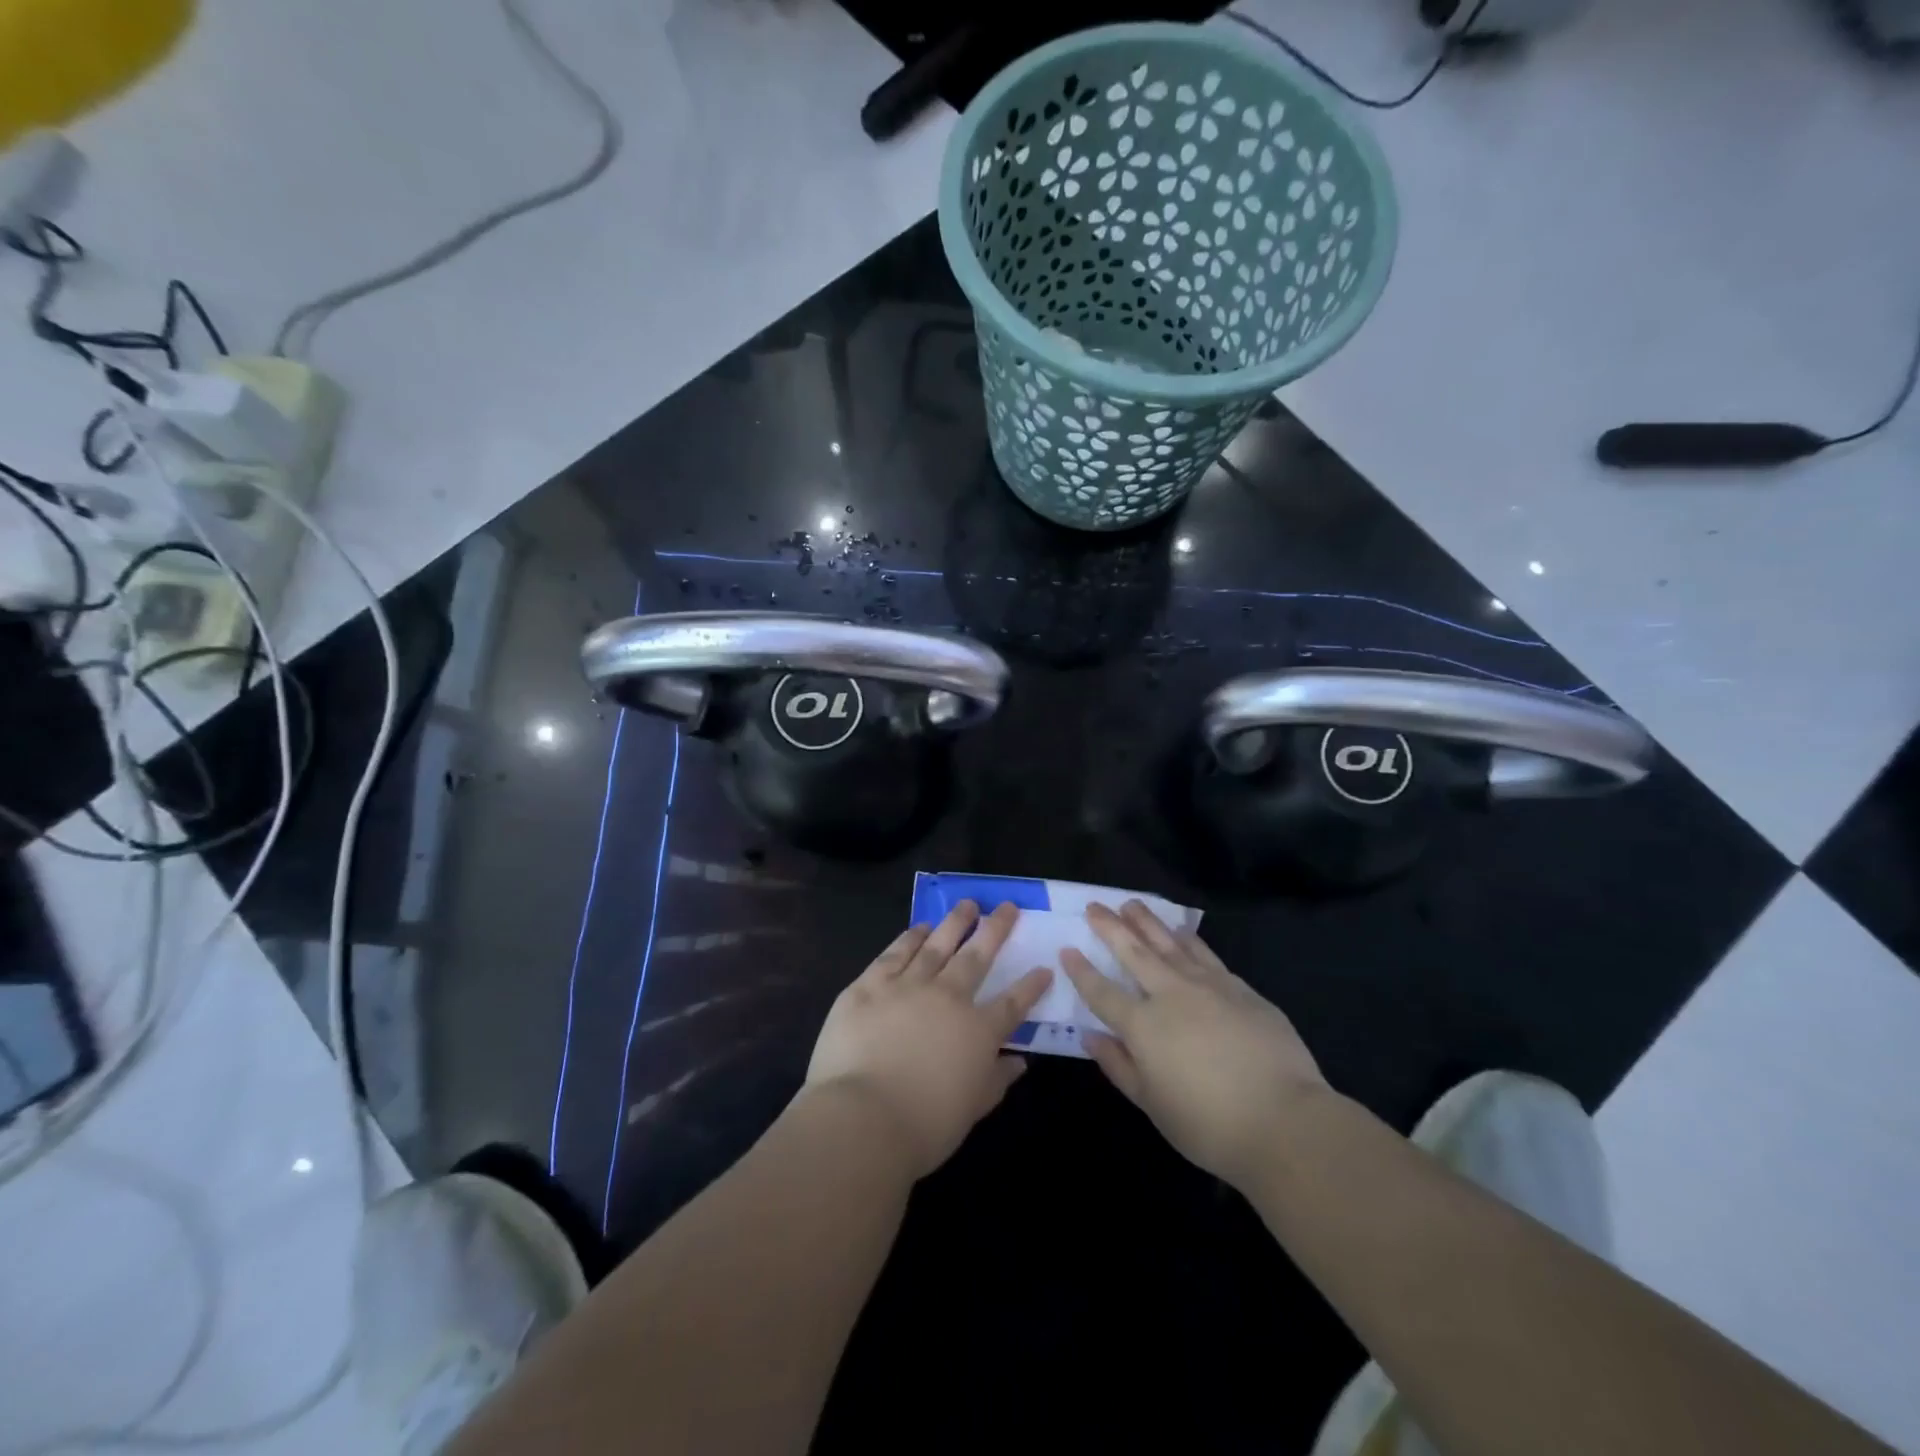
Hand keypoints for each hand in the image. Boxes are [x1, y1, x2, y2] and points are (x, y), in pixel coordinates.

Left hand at [805, 901, 1050, 1178]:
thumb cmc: (924, 1126)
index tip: (1044, 968)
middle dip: (995, 930)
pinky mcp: (870, 985)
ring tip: (967, 904)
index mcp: (977, 1031)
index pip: (1012, 1003)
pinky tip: (920, 928)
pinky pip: (896, 953)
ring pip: (937, 944)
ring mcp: (907, 985)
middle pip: (977, 957)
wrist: (862, 1118)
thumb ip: (996, 1080)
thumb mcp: (972, 1110)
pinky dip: (911, 937)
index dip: (1030, 986)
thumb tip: (1020, 1062)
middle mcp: (948, 997)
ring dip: (955, 922)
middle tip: (1007, 907)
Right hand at [1061, 901, 1328, 1189]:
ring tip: (1132, 905)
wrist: (1285, 1121)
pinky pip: (1205, 955)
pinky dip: (1188, 939)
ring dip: (1147, 922)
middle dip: (1110, 928)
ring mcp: (1209, 986)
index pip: (1102, 991)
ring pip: (1170, 944)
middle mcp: (1171, 995)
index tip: (1067, 949)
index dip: (1082, 971)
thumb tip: (1090, 1036)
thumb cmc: (1209, 1125)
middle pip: (1134, 952)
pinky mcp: (1240, 989)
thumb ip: (1118, 1066)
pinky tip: (1181, 931)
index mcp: (1143, 1026)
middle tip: (1095, 906)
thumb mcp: (1152, 1104)